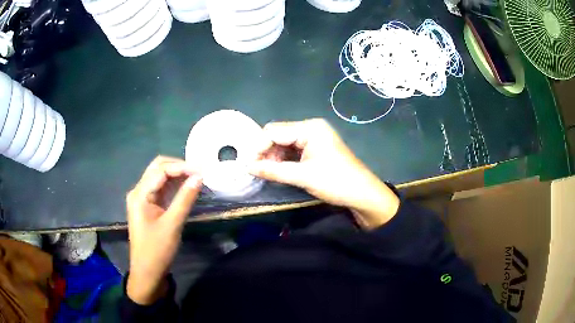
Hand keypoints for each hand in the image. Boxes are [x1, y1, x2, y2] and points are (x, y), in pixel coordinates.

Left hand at [126, 156, 201, 304]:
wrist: (147, 272)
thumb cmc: (157, 250)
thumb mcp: (172, 225)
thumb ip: (185, 199)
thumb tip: (199, 177)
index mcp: (140, 194)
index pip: (161, 170)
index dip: (181, 167)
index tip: (202, 171)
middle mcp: (138, 191)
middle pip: (158, 168)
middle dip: (178, 167)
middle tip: (199, 173)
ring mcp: (142, 198)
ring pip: (160, 177)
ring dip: (177, 175)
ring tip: (196, 178)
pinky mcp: (148, 206)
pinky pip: (161, 189)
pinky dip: (174, 186)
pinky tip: (186, 188)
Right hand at [249, 119, 399, 228]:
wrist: (362, 194)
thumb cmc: (335, 182)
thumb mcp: (303, 176)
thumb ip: (273, 170)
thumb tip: (247, 167)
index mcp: (309, 128)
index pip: (274, 131)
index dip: (258, 147)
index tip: (248, 165)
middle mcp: (310, 128)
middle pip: (278, 135)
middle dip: (265, 151)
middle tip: (256, 170)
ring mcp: (313, 138)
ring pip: (284, 143)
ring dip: (273, 156)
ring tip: (266, 172)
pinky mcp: (315, 148)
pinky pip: (292, 150)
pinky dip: (283, 159)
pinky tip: (278, 170)